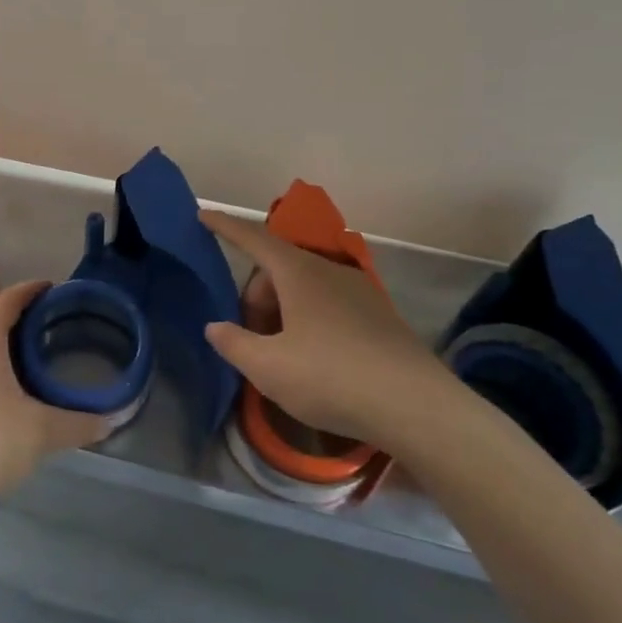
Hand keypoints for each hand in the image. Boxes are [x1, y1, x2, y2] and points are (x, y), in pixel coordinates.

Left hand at [0, 282, 109, 512]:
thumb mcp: (41, 431)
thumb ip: (79, 422)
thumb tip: (112, 421)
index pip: (12, 297)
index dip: (36, 291)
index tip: (59, 292)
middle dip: (21, 315)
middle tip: (55, 324)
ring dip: (1, 338)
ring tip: (33, 350)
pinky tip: (4, 380)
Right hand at [202, 210, 460, 449]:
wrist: (417, 407)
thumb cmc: (332, 378)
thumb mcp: (268, 368)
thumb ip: (233, 343)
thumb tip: (216, 327)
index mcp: (299, 273)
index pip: (253, 238)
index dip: (225, 227)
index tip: (203, 214)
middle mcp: (330, 271)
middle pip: (278, 267)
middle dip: (256, 294)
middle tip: (249, 336)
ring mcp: (359, 291)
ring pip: (305, 286)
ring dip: (282, 309)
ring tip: (280, 353)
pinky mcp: (379, 316)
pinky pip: (329, 303)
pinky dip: (309, 319)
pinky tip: (314, 359)